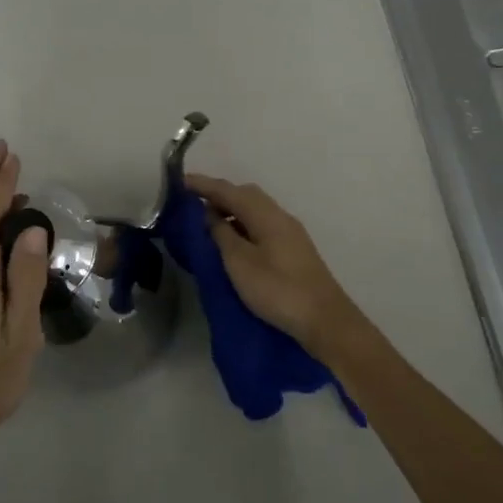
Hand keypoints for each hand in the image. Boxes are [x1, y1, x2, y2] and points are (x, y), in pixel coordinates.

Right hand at [184, 173, 370, 361]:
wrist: (325, 320)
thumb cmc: (278, 289)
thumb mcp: (239, 262)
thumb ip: (221, 234)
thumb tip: (209, 213)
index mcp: (265, 214)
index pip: (228, 190)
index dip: (202, 185)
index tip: (178, 182)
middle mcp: (279, 216)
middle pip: (244, 195)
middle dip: (217, 195)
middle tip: (191, 204)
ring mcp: (289, 233)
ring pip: (254, 210)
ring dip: (230, 211)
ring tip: (206, 223)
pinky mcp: (293, 249)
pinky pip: (261, 224)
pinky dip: (242, 225)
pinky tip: (231, 241)